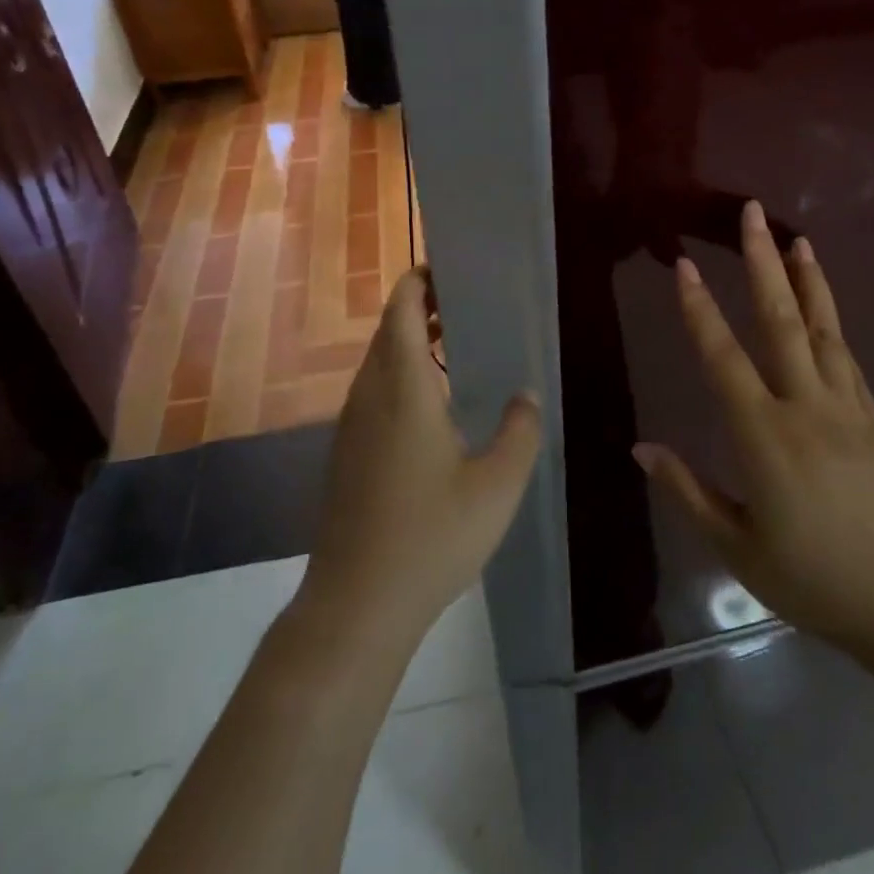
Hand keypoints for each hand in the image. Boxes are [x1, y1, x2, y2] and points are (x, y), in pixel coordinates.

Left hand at [298, 267, 541, 654]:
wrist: (356, 604)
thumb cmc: (430, 537)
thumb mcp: (496, 486)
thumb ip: (520, 432)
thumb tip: (526, 395)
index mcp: (402, 388)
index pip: (400, 309)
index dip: (419, 280)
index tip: (451, 268)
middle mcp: (369, 395)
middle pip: (387, 330)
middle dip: (420, 306)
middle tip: (467, 302)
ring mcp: (352, 425)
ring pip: (378, 362)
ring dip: (409, 342)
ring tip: (455, 343)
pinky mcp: (346, 452)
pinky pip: (373, 391)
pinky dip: (400, 374)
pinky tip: (433, 404)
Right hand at [634, 201, 873, 674]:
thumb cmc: (815, 581)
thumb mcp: (737, 547)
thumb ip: (688, 492)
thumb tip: (641, 448)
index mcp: (764, 436)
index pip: (723, 358)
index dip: (700, 309)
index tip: (686, 266)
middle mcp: (806, 407)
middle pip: (781, 321)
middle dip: (762, 263)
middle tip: (752, 214)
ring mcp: (847, 408)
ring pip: (823, 329)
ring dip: (806, 279)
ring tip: (795, 238)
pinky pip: (848, 357)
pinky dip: (834, 320)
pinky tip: (824, 301)